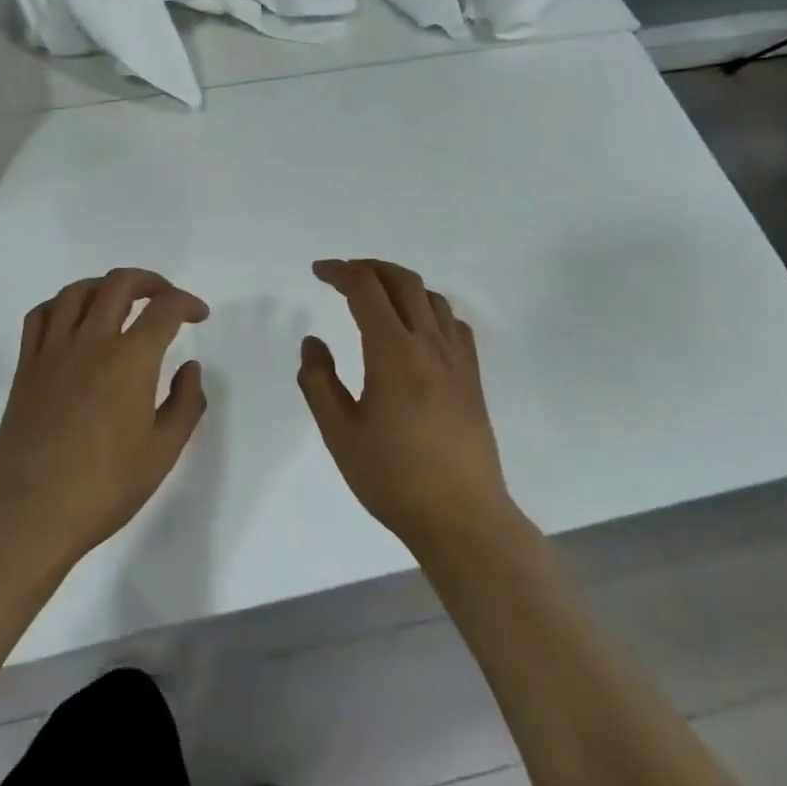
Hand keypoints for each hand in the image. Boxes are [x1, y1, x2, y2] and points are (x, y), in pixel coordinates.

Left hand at [0, 269, 208, 571]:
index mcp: (131, 359)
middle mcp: (92, 341)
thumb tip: (190, 367)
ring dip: (105, 286)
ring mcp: (53, 351)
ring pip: (77, 291)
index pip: (165, 309)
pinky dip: (61, 304)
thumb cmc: (104, 488)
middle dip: (150, 281)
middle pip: (119, 283)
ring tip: (120, 301)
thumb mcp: (163, 452)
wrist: (31, 515)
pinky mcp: (26, 367)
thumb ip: (186, 403)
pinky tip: (72, 320)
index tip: (199, 314)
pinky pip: (40, 316)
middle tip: (164, 298)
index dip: (187, 303)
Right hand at [298, 259, 519, 561]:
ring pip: (430, 296)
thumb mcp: (340, 434)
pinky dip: (428, 307)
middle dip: (369, 268)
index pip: (365, 289)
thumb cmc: (393, 478)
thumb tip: (313, 342)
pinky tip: (417, 326)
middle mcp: (429, 343)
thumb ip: (319, 382)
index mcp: (393, 352)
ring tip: (376, 295)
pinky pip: (452, 322)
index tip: (318, 271)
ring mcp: (456, 358)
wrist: (462, 517)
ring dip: (399, 283)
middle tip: (342, 275)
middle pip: (402, 281)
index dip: (339, 272)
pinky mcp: (472, 376)